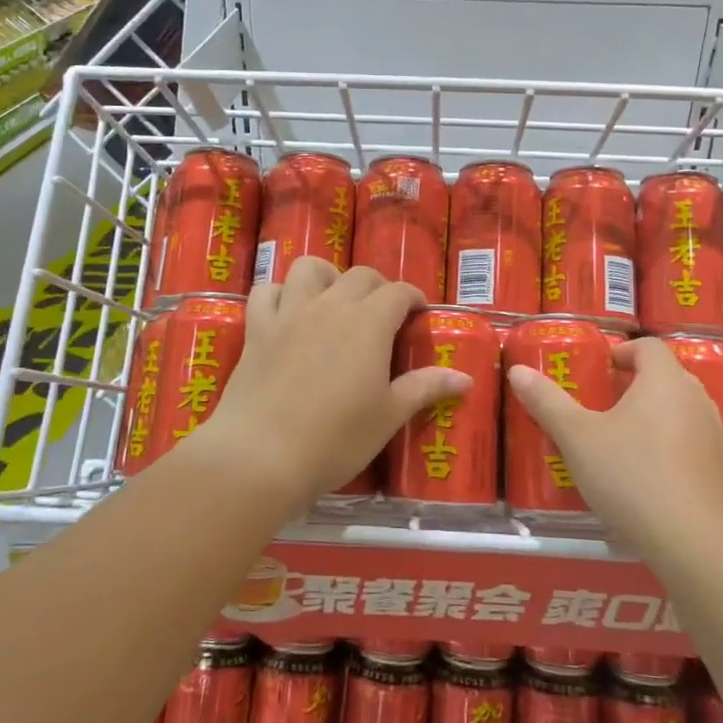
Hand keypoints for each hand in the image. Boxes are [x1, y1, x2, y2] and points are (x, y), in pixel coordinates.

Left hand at [198, 257, 471, 512]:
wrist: (262, 454)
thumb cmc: (335, 438)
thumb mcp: (389, 416)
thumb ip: (425, 388)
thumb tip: (465, 378)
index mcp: (369, 322)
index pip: (399, 292)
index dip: (413, 299)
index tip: (418, 314)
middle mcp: (331, 305)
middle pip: (360, 275)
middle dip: (377, 288)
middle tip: (383, 316)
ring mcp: (290, 312)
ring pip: (310, 268)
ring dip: (327, 277)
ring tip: (333, 302)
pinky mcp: (257, 328)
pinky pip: (266, 291)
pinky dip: (279, 294)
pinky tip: (286, 313)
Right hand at [507, 338, 722, 555]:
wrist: (696, 544)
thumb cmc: (633, 476)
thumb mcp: (578, 439)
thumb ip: (547, 403)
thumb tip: (518, 371)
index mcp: (664, 381)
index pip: (648, 346)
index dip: (622, 351)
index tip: (599, 369)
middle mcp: (696, 400)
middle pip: (665, 377)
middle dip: (633, 385)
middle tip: (600, 404)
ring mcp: (714, 436)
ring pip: (678, 411)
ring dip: (650, 417)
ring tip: (618, 441)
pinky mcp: (720, 470)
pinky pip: (689, 443)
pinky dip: (667, 447)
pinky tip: (643, 477)